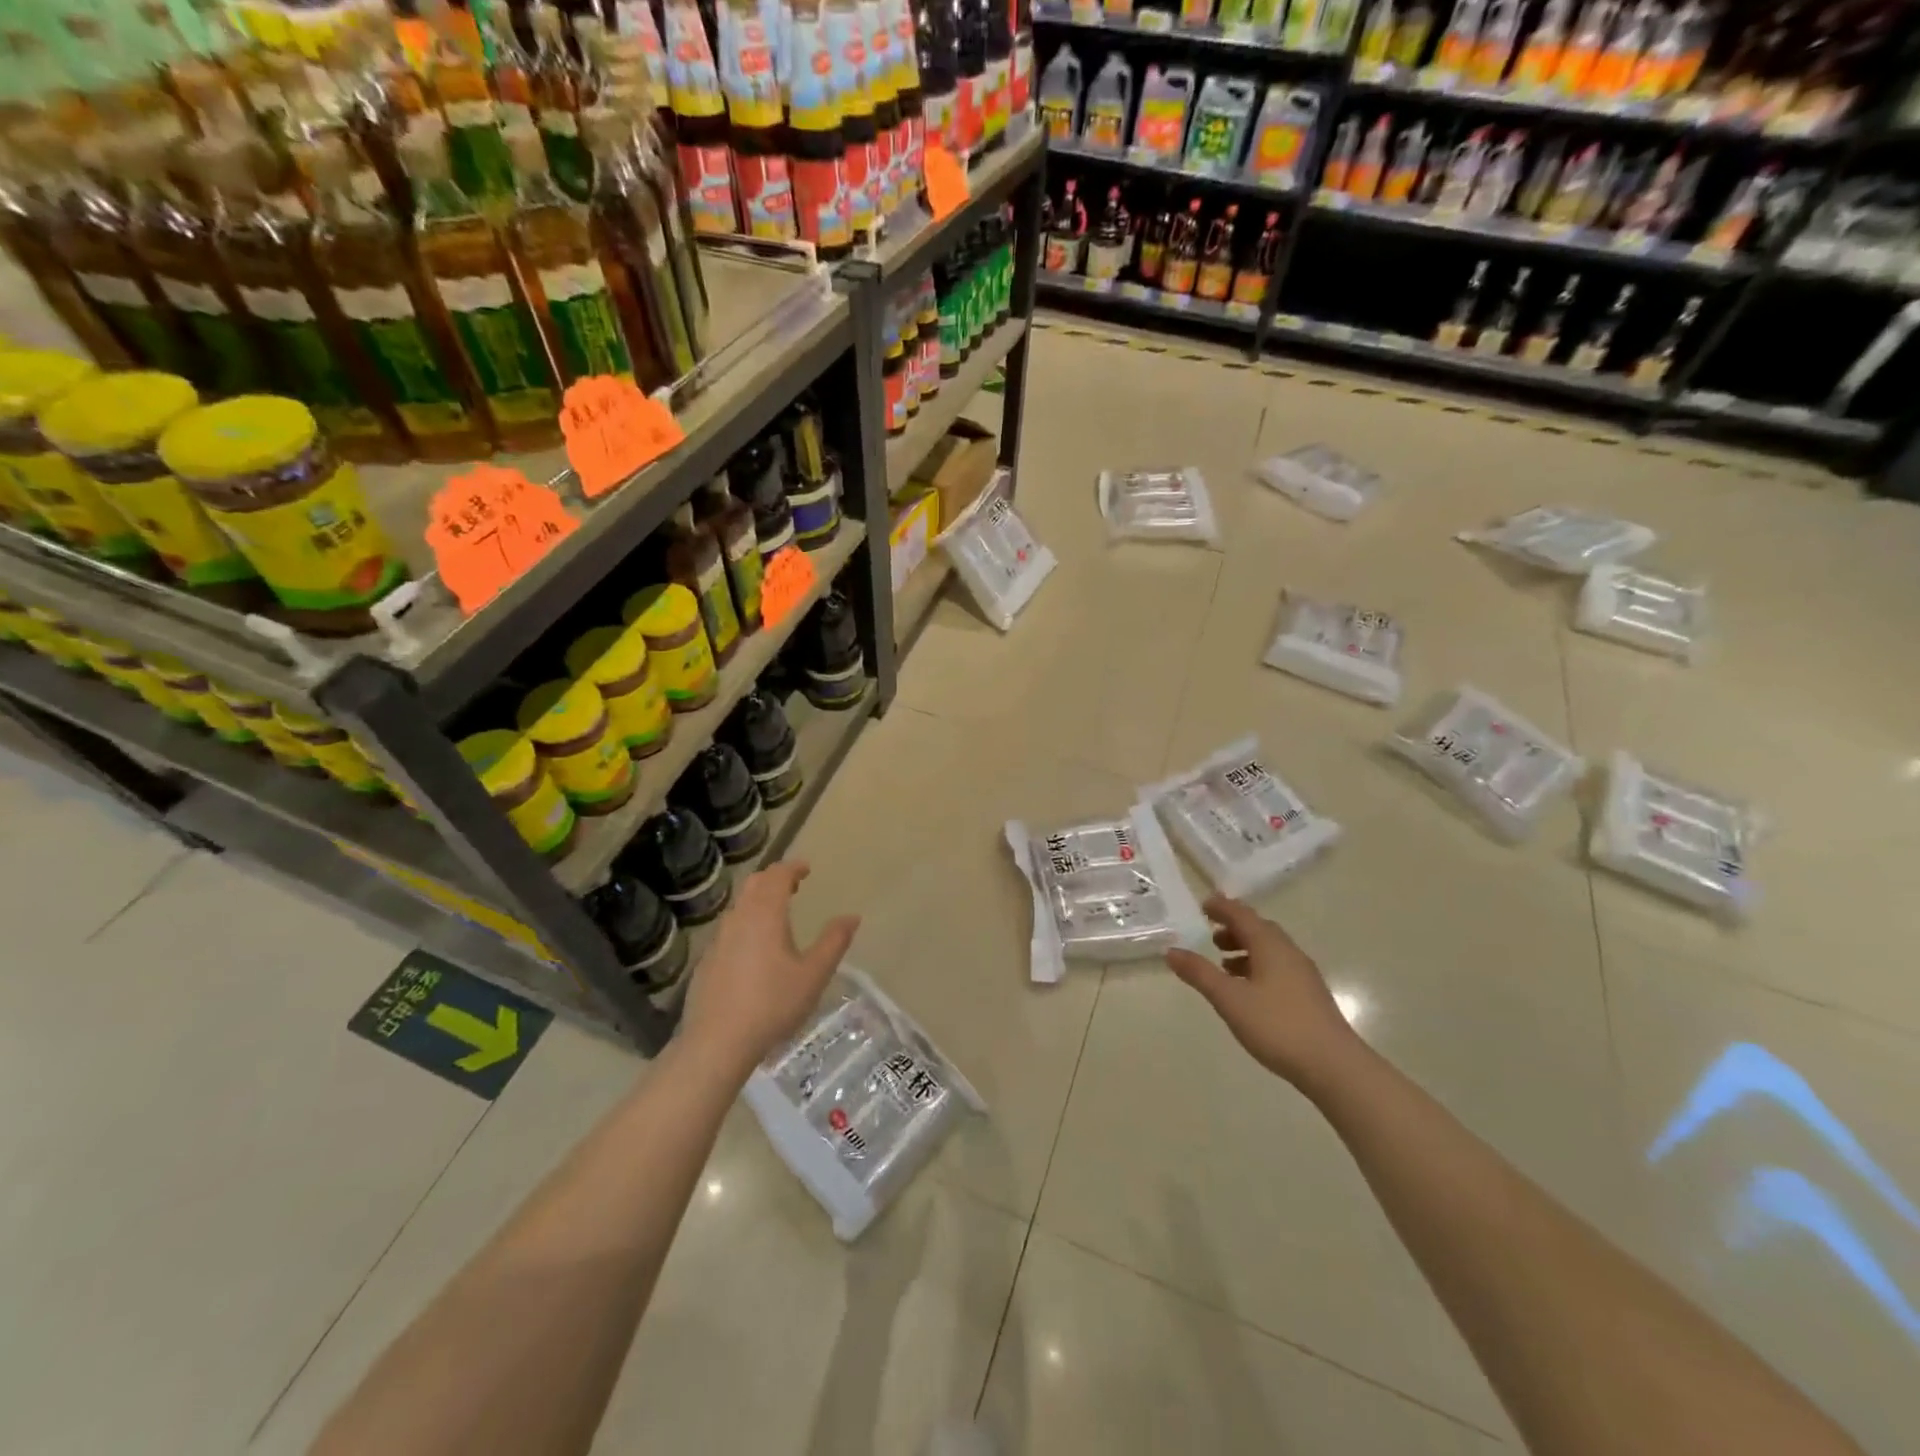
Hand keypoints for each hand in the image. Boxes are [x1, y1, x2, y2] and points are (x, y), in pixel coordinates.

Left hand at [680, 861, 858, 1078]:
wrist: (717, 1042)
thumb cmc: (772, 1004)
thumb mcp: (813, 975)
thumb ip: (834, 942)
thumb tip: (852, 917)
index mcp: (765, 914)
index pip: (777, 876)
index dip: (792, 867)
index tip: (806, 868)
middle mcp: (738, 919)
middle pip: (754, 884)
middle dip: (774, 878)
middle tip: (793, 885)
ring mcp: (718, 940)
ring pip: (739, 906)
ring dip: (758, 900)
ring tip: (777, 914)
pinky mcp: (707, 961)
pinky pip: (729, 929)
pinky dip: (746, 923)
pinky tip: (755, 948)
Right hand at [1165, 895, 1363, 1089]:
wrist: (1334, 1066)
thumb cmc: (1277, 1026)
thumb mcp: (1229, 999)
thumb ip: (1200, 973)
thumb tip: (1171, 952)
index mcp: (1270, 945)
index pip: (1242, 915)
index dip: (1222, 907)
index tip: (1203, 905)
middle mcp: (1289, 953)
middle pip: (1259, 930)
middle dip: (1234, 928)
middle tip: (1210, 933)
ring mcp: (1303, 975)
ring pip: (1270, 950)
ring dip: (1246, 949)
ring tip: (1223, 964)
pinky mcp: (1309, 996)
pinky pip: (1278, 968)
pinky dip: (1258, 967)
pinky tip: (1248, 990)